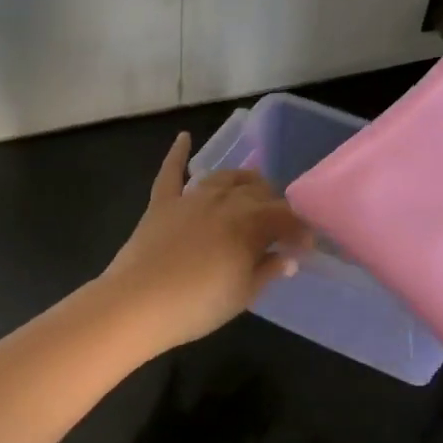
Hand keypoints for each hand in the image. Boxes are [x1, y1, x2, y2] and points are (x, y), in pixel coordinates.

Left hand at [100, 133, 313, 352]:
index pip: (285, 217)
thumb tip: (287, 257)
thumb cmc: (197, 305)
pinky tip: (184, 137)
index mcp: (250, 223)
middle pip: (257, 193)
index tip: (305, 246)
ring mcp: (191, 199)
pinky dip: (178, 153)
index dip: (299, 229)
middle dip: (273, 206)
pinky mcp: (161, 204)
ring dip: (243, 180)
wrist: (138, 303)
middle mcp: (224, 201)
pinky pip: (171, 172)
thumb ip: (267, 271)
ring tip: (253, 188)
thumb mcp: (242, 294)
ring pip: (224, 177)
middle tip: (278, 226)